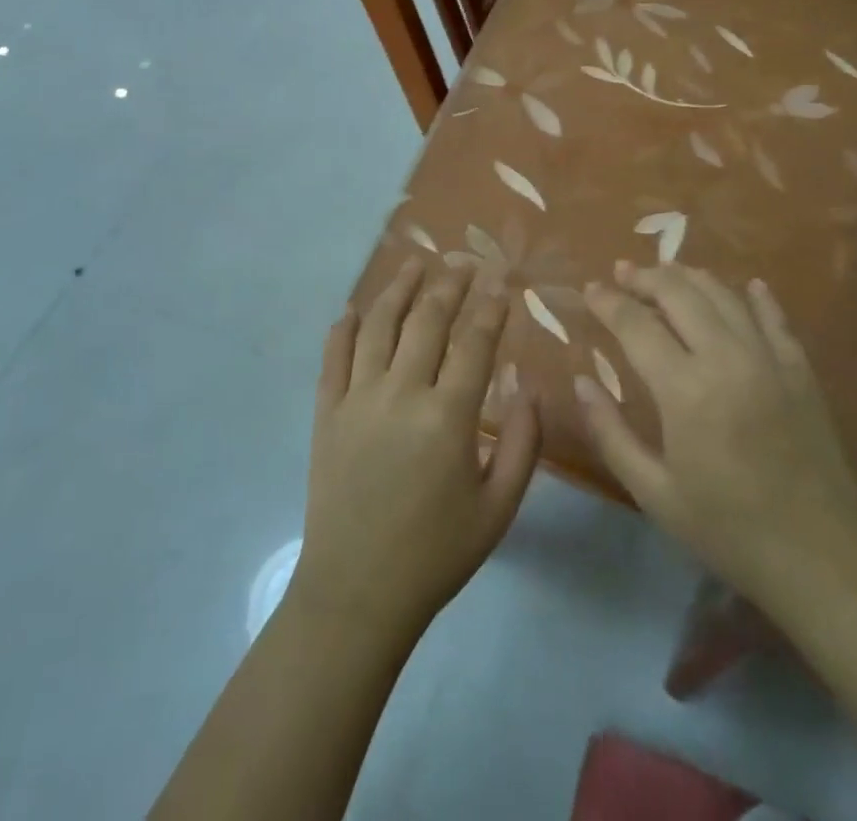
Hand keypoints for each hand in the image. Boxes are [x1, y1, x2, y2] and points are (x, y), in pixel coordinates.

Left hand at [293, 261, 540, 643]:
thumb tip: (529, 387)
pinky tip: (355, 310)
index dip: (490, 307)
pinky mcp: (326, 413)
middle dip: (449, 284)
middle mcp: (401, 394)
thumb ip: (523, 445)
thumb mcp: (498, 509)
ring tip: (414, 263)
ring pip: (379, 326)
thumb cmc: (435, 554)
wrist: (357, 594)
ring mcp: (357, 399)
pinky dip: (345, 328)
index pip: (474, 342)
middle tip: (462, 261)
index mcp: (448, 417)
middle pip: (427, 320)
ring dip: (398, 288)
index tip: (500, 281)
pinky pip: (333, 357)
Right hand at [575, 262, 856, 610]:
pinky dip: (756, 297)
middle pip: (679, 293)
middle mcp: (726, 358)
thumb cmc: (728, 530)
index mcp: (685, 389)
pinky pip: (774, 317)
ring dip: (690, 277)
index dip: (609, 302)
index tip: (590, 289)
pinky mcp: (800, 369)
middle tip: (622, 273)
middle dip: (645, 277)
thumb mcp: (654, 494)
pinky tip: (746, 286)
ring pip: (723, 295)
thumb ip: (610, 433)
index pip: (636, 325)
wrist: (820, 558)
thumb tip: (580, 383)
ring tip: (666, 274)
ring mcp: (769, 358)